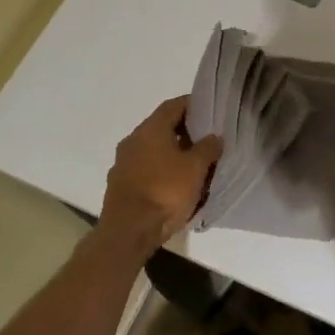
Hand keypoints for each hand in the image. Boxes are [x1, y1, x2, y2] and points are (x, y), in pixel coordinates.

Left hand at [99, 96, 221, 256]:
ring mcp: (123, 163)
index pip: (173, 106)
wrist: (129, 231)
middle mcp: (133, 140)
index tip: (210, 109)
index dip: (193, 104)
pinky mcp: (120, 185)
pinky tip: (176, 184)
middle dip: (185, 131)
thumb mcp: (196, 168)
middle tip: (207, 138)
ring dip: (173, 153)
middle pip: (162, 127)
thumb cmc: (165, 192)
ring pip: (153, 150)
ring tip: (195, 164)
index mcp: (150, 129)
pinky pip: (146, 170)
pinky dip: (162, 171)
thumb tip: (214, 136)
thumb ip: (208, 148)